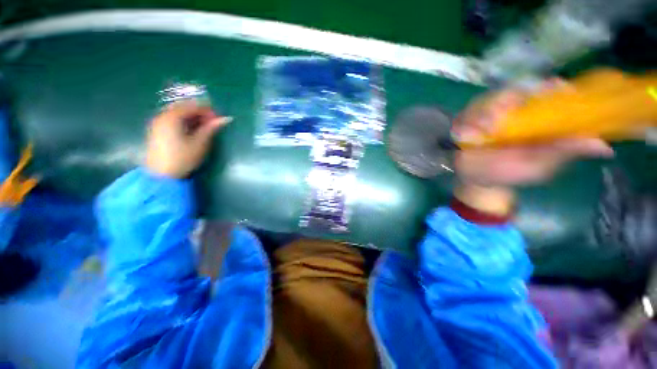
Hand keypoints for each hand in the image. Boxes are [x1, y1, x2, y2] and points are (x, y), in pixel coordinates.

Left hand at [146, 101, 230, 177]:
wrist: (162, 175)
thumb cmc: (183, 158)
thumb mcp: (201, 142)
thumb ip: (211, 128)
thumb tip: (225, 118)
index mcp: (173, 117)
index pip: (193, 106)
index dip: (208, 110)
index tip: (219, 119)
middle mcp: (163, 115)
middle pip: (184, 107)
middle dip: (200, 113)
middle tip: (212, 123)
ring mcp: (158, 122)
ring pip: (178, 113)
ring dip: (192, 117)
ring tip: (203, 127)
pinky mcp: (157, 130)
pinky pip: (173, 119)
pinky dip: (184, 121)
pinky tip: (191, 130)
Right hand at [452, 80, 613, 214]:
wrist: (476, 178)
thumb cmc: (509, 173)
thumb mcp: (539, 165)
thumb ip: (564, 152)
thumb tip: (606, 147)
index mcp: (537, 118)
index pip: (549, 92)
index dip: (552, 87)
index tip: (555, 88)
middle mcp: (514, 110)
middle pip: (516, 89)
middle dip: (511, 98)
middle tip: (504, 113)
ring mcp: (489, 113)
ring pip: (489, 98)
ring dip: (485, 111)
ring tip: (482, 130)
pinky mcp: (469, 118)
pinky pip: (468, 111)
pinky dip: (468, 119)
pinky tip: (467, 133)